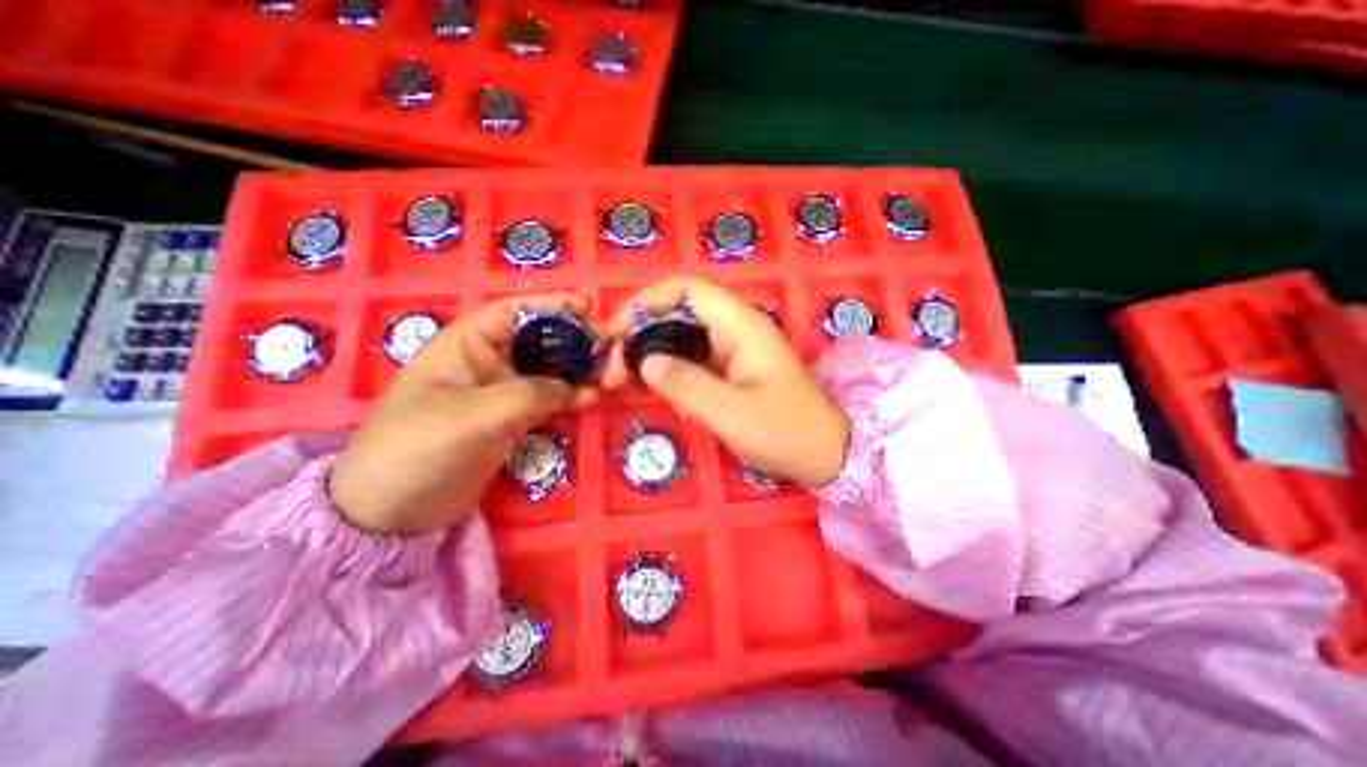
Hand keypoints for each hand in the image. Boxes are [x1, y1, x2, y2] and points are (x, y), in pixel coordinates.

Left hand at [333, 293, 598, 532]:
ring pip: (548, 370)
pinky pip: (548, 400)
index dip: (551, 305)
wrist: (393, 511)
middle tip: (612, 343)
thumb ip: (529, 394)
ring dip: (579, 369)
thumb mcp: (473, 416)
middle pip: (539, 340)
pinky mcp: (512, 419)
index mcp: (466, 345)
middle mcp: (487, 362)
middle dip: (574, 339)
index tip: (589, 306)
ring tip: (611, 370)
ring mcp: (501, 392)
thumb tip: (577, 386)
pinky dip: (571, 397)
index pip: (514, 313)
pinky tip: (594, 397)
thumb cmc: (419, 449)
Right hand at [602, 279, 850, 487]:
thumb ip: (686, 385)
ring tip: (623, 378)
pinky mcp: (733, 365)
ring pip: (682, 332)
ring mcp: (735, 346)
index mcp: (741, 326)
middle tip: (613, 368)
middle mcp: (737, 327)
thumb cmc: (786, 433)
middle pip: (679, 308)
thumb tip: (645, 362)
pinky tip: (655, 388)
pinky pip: (692, 354)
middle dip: (640, 330)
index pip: (687, 288)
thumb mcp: (732, 414)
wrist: (827, 452)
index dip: (646, 301)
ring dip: (650, 349)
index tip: (615, 333)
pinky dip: (668, 366)